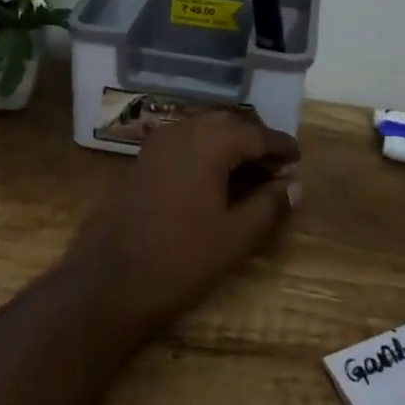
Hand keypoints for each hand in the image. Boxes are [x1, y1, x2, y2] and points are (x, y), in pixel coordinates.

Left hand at [64, 109, 300, 335]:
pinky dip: (205, 151)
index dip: (280, 146)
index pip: (256, 133)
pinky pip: (183, 143)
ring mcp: (157, 144)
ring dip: (229, 143)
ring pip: (203, 129)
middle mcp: (182, 131)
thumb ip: (269, 206)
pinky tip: (213, 179)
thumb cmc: (179, 259)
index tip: (298, 159)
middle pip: (228, 122)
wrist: (106, 282)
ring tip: (249, 172)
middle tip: (276, 165)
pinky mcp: (141, 161)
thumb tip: (295, 185)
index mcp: (209, 142)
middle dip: (255, 139)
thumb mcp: (235, 237)